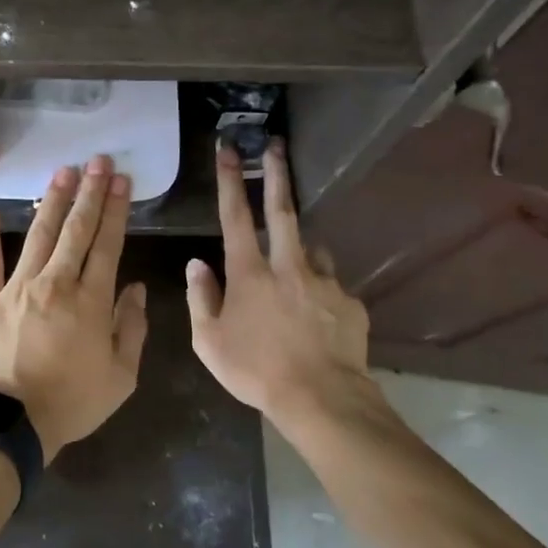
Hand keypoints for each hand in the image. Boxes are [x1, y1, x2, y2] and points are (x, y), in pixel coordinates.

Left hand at [0, 155, 148, 461]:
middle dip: (89, 193)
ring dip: (51, 202)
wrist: (9, 424)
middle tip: (97, 161)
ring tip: (62, 172)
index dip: (115, 211)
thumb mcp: (120, 378)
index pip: (107, 245)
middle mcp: (55, 283)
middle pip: (76, 230)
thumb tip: (137, 289)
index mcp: (90, 301)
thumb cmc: (70, 403)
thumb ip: (132, 329)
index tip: (121, 182)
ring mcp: (16, 287)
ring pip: (38, 236)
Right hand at [185, 142, 390, 442]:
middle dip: (277, 173)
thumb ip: (200, 298)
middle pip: (282, 210)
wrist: (323, 400)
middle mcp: (288, 265)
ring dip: (300, 249)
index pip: (235, 215)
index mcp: (250, 273)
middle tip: (276, 146)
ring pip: (311, 249)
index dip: (231, 180)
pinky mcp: (350, 301)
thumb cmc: (256, 370)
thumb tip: (197, 265)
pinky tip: (318, 319)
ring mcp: (324, 281)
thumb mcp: (209, 341)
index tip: (229, 149)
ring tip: (296, 273)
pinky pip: (331, 286)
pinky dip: (320, 291)